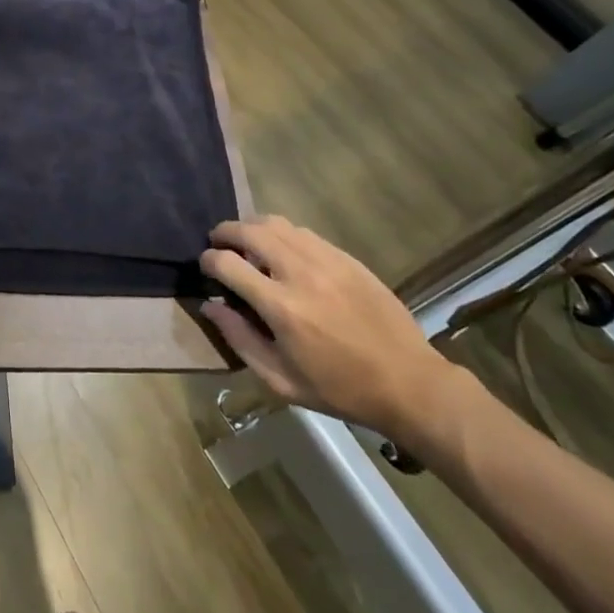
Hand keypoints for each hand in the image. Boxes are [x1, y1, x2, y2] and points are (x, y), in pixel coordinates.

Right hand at [200, 217, 460, 446]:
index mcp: (281, 306)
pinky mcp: (346, 258)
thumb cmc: (338, 389)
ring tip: (247, 243)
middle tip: (218, 242)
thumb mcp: (280, 379)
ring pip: (277, 223)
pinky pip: (304, 232)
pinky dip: (283, 234)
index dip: (208, 260)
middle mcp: (300, 272)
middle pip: (249, 230)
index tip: (205, 267)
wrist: (408, 383)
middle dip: (225, 232)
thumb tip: (209, 306)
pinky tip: (282, 251)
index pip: (228, 263)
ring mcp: (326, 260)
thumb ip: (239, 338)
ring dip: (253, 227)